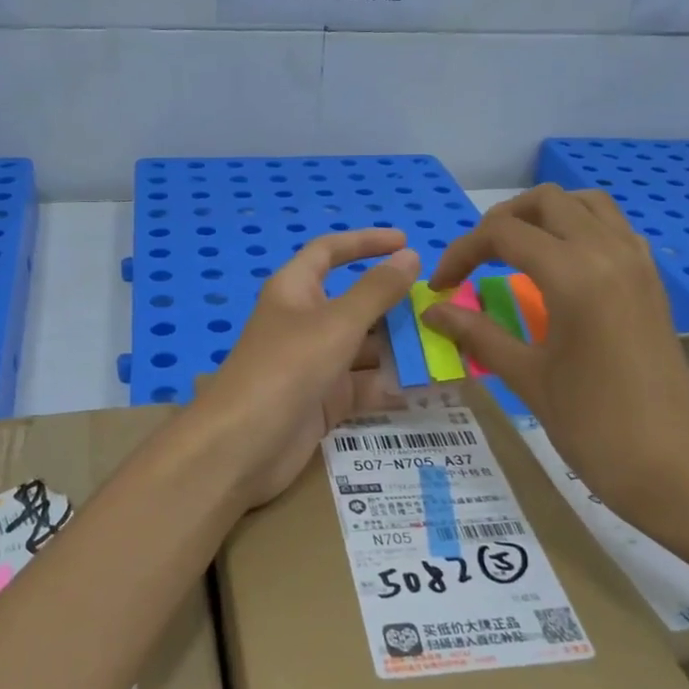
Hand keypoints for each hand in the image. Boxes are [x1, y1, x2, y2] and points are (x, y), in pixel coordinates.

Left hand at [191, 229, 419, 510]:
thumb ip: (377, 291)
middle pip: (354, 303)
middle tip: (441, 308)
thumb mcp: (337, 323)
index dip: (365, 243)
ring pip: (363, 348)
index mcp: (295, 290)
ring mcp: (313, 364)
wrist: (242, 446)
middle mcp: (304, 322)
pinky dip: (391, 385)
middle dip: (394, 305)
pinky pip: (363, 386)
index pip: (330, 252)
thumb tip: (410, 256)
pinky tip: (428, 387)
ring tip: (447, 348)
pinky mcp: (323, 401)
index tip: (406, 242)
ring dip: (400, 348)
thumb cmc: (287, 368)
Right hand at [422, 185, 688, 524]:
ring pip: (586, 204)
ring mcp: (638, 263)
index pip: (503, 234)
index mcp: (574, 275)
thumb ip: (477, 333)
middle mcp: (609, 252)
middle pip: (546, 202)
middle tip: (475, 261)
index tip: (441, 286)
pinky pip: (612, 228)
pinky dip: (578, 229)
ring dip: (544, 217)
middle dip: (501, 222)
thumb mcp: (526, 377)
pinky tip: (559, 269)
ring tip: (514, 253)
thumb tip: (433, 310)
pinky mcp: (652, 280)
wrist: (673, 467)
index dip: (461, 253)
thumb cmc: (593, 425)